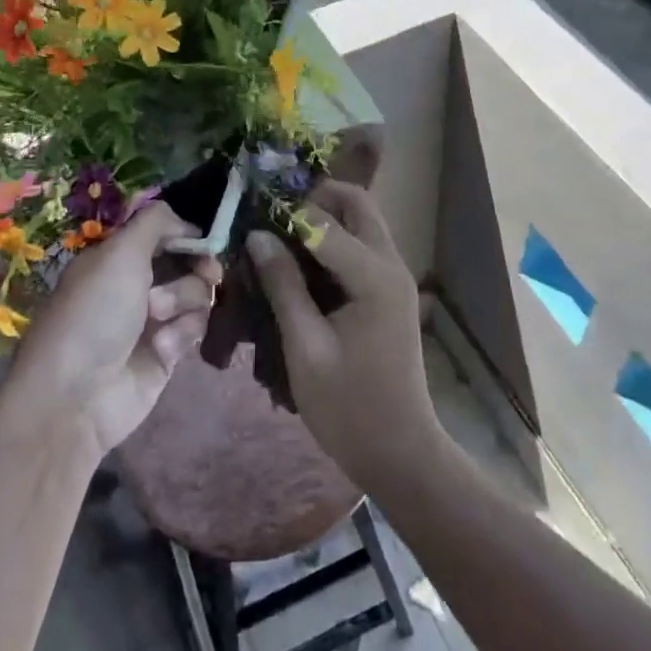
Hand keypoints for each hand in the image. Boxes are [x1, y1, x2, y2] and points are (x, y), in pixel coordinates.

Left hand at [10, 203, 219, 464]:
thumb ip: (156, 222)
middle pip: (189, 262)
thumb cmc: (94, 314)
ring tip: (159, 320)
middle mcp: (136, 283)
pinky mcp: (167, 351)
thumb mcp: (119, 253)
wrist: (77, 396)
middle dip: (197, 268)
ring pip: (197, 295)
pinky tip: (162, 348)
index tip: (205, 243)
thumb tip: (186, 221)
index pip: (165, 233)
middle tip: (207, 275)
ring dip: (184, 302)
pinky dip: (181, 333)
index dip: (188, 235)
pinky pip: (194, 328)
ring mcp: (153, 319)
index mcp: (118, 257)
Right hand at [247, 182, 442, 489]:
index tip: (251, 217)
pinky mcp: (390, 292)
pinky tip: (301, 263)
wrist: (399, 451)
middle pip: (357, 205)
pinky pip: (362, 247)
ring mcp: (395, 277)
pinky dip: (334, 242)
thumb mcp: (305, 347)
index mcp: (374, 276)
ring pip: (362, 223)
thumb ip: (283, 286)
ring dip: (325, 219)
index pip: (326, 221)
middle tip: (272, 218)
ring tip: (280, 236)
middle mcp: (391, 265)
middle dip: (315, 200)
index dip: (286, 214)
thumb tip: (257, 236)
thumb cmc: (347, 407)